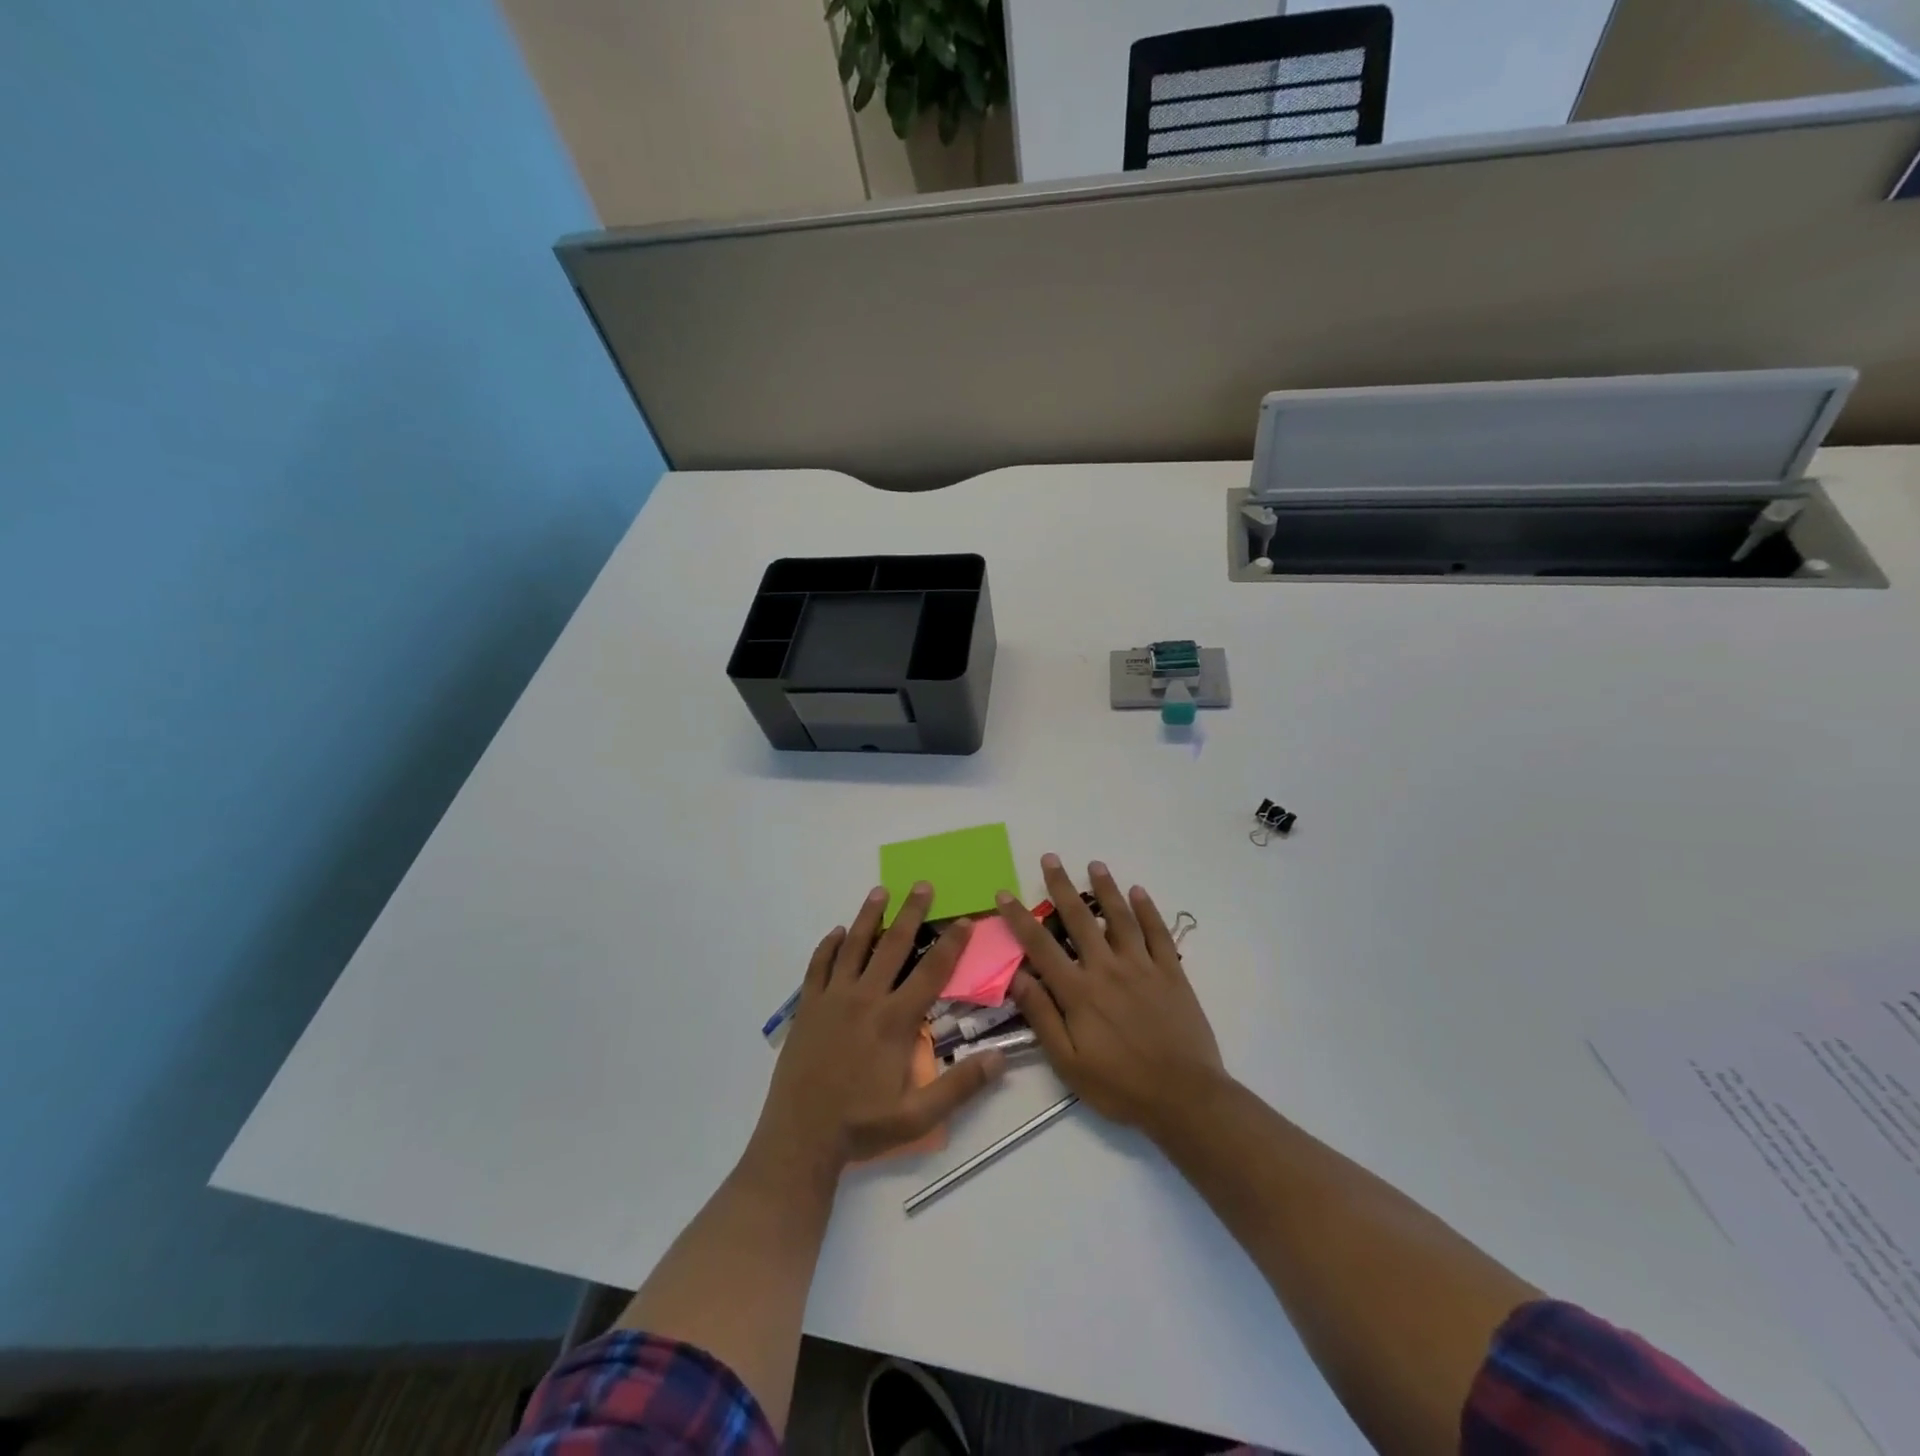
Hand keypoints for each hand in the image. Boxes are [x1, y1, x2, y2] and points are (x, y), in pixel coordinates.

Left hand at [757, 883, 1005, 1168]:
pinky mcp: (808, 1007)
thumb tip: (1000, 1059)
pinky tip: (837, 932)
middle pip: (893, 945)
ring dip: (870, 916)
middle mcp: (865, 998)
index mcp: (895, 1021)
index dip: (951, 944)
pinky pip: (819, 966)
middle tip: (922, 885)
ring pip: (854, 946)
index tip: (964, 920)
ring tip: (880, 890)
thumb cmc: (862, 1126)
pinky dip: (829, 945)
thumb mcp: (919, 1115)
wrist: (800, 1138)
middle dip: (911, 913)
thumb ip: (960, 1085)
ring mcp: (833, 999)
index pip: (931, 972)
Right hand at [999, 855, 1224, 1136]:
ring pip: (1120, 917)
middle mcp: (1107, 969)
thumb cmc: (1120, 1086)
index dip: (1019, 917)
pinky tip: (1139, 892)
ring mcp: (1142, 967)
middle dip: (1061, 886)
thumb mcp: (1068, 1063)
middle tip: (1051, 858)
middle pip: (1080, 919)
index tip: (1004, 893)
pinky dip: (1148, 910)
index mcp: (1078, 992)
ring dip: (1106, 888)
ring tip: (1095, 864)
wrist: (1185, 1098)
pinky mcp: (1172, 972)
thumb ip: (1042, 1016)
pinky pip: (1158, 933)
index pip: (1040, 945)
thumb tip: (1016, 976)